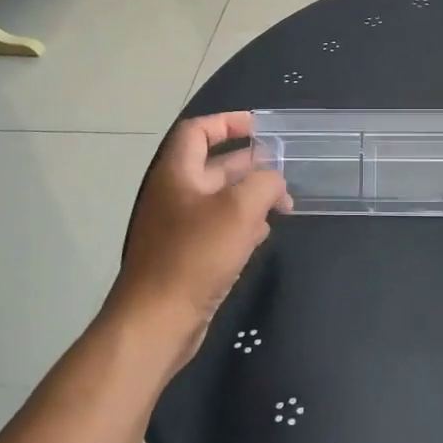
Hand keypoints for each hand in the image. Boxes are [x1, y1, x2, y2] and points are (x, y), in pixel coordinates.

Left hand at [109, 113, 290, 367]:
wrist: (158, 321)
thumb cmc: (196, 255)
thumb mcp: (239, 210)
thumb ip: (264, 183)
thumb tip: (275, 181)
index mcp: (177, 173)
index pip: (198, 131)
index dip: (227, 122)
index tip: (260, 127)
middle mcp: (175, 195)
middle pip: (213, 165)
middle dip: (250, 164)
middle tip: (284, 169)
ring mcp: (179, 227)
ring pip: (220, 200)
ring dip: (251, 197)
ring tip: (283, 204)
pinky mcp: (187, 256)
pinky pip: (218, 229)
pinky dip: (242, 225)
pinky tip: (263, 234)